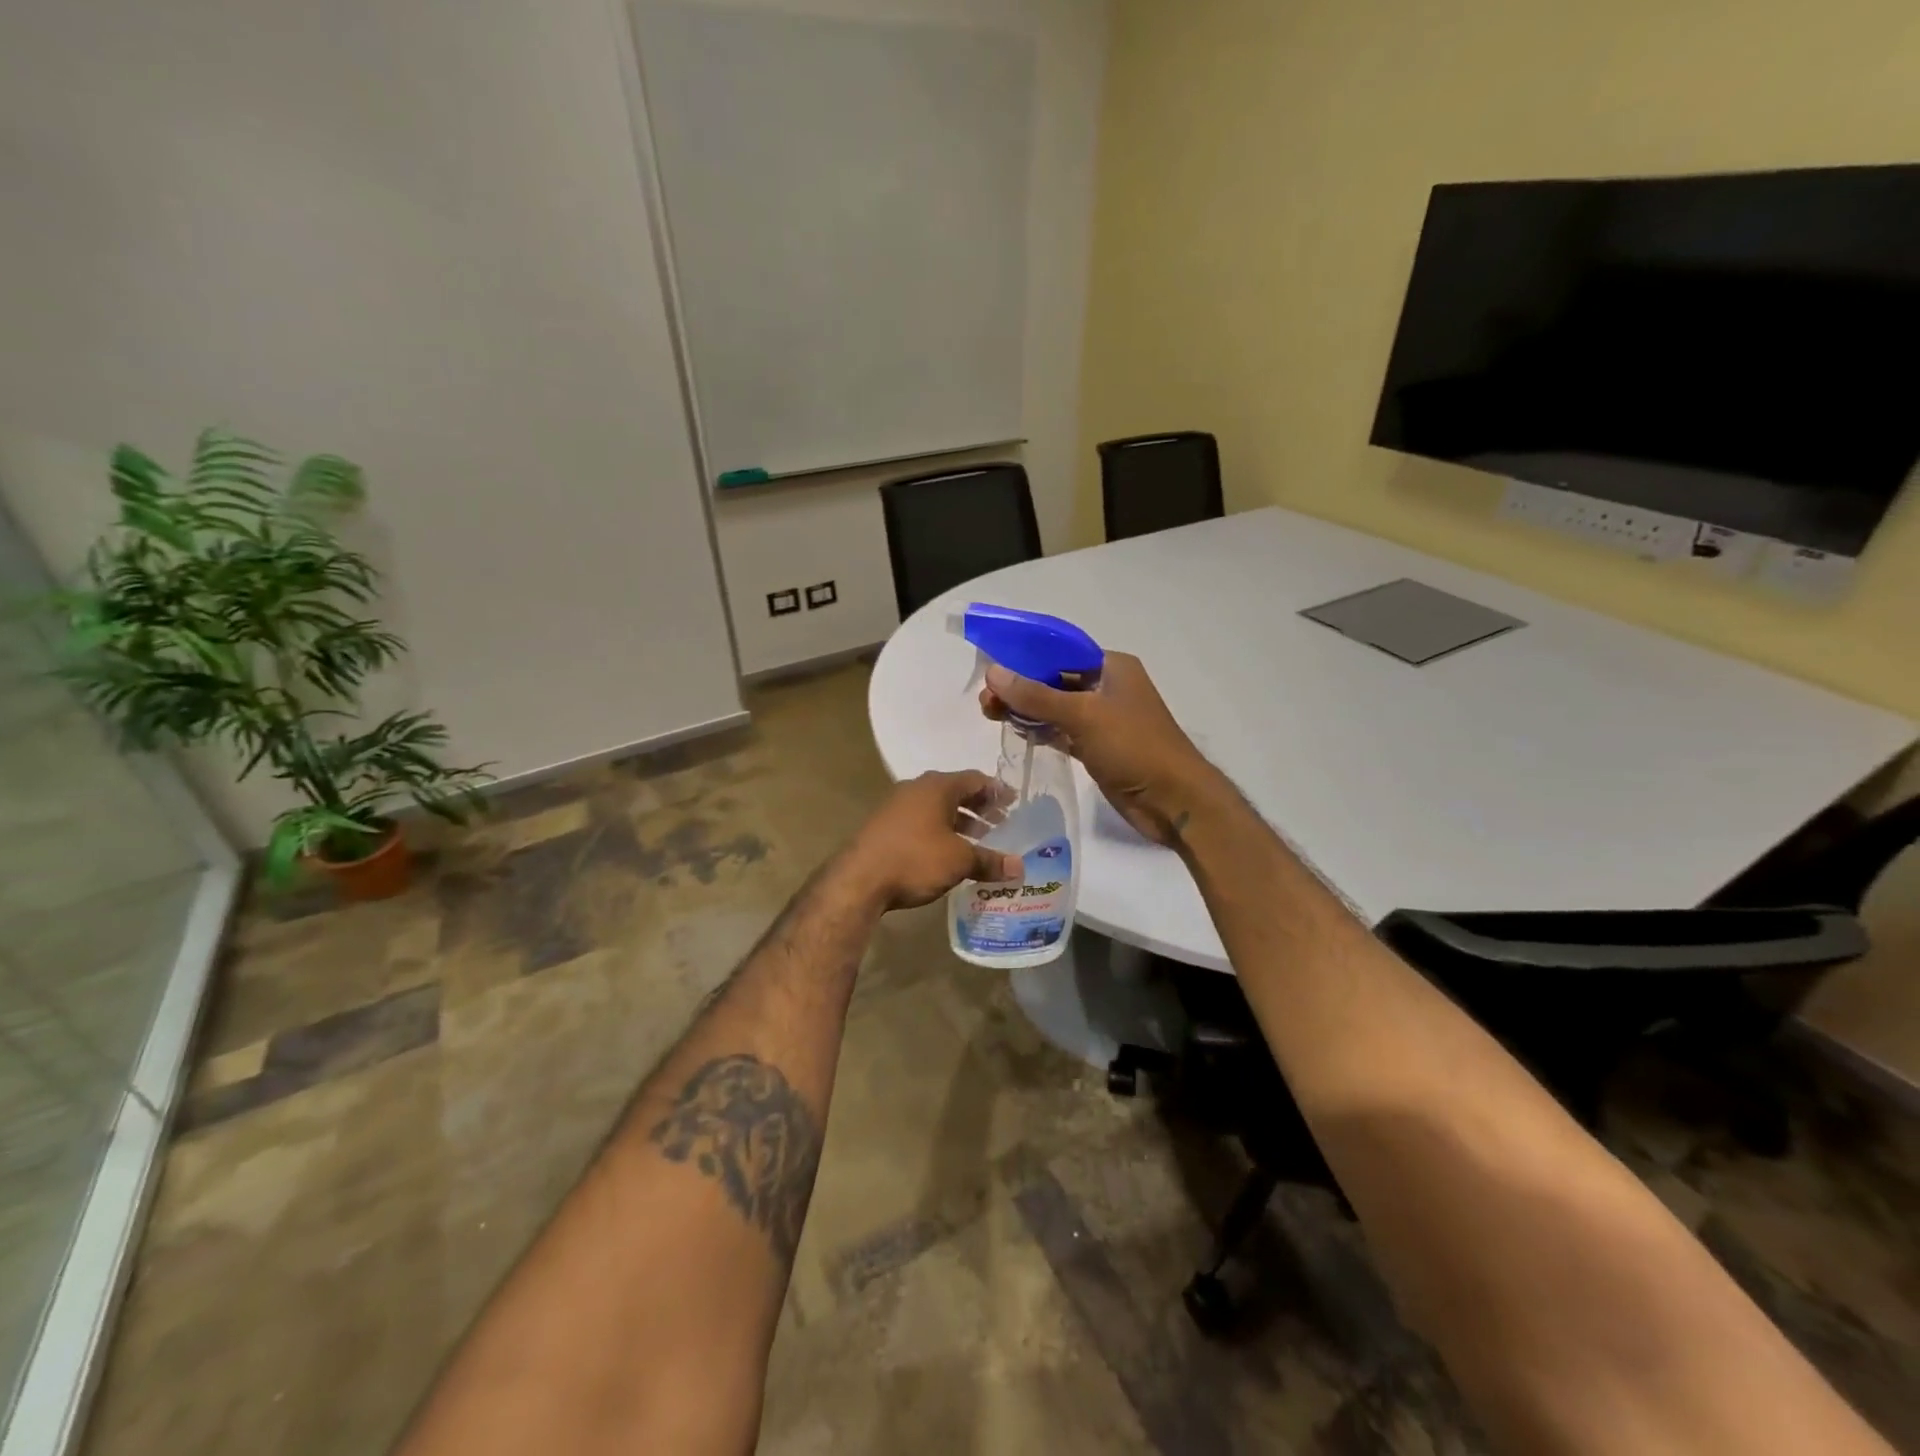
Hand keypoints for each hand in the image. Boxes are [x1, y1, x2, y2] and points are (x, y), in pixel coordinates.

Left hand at [839, 771, 1023, 910]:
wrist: (858, 879)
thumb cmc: (915, 859)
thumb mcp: (959, 860)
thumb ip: (990, 860)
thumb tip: (1019, 867)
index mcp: (937, 786)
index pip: (975, 779)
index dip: (997, 791)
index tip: (1014, 804)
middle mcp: (916, 788)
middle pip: (956, 793)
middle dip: (980, 808)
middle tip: (1001, 824)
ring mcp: (896, 806)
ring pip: (937, 809)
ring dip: (959, 823)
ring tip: (979, 843)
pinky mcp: (884, 826)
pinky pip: (921, 822)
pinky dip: (939, 832)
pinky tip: (948, 854)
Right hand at [981, 652, 1216, 846]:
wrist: (1174, 801)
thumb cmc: (1134, 747)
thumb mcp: (1083, 716)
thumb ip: (1036, 696)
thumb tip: (993, 672)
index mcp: (1112, 667)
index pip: (1060, 651)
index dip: (1025, 655)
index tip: (991, 664)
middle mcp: (1107, 688)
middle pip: (1055, 679)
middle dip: (1020, 685)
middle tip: (985, 699)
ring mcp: (1103, 719)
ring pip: (1055, 707)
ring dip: (1026, 709)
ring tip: (989, 713)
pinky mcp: (1097, 747)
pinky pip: (1061, 731)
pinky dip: (1040, 729)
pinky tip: (1015, 730)